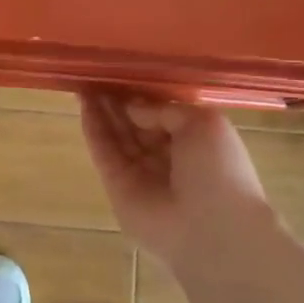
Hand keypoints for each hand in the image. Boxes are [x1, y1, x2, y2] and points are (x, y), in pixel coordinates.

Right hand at [79, 91, 272, 269]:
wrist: (213, 230)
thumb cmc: (219, 171)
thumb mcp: (203, 123)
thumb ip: (164, 109)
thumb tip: (133, 107)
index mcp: (194, 142)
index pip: (161, 113)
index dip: (141, 94)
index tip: (122, 72)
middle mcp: (166, 156)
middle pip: (135, 123)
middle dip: (117, 99)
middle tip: (96, 72)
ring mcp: (139, 173)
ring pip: (116, 135)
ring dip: (101, 109)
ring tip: (84, 81)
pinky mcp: (117, 186)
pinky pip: (103, 152)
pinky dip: (93, 129)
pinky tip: (84, 104)